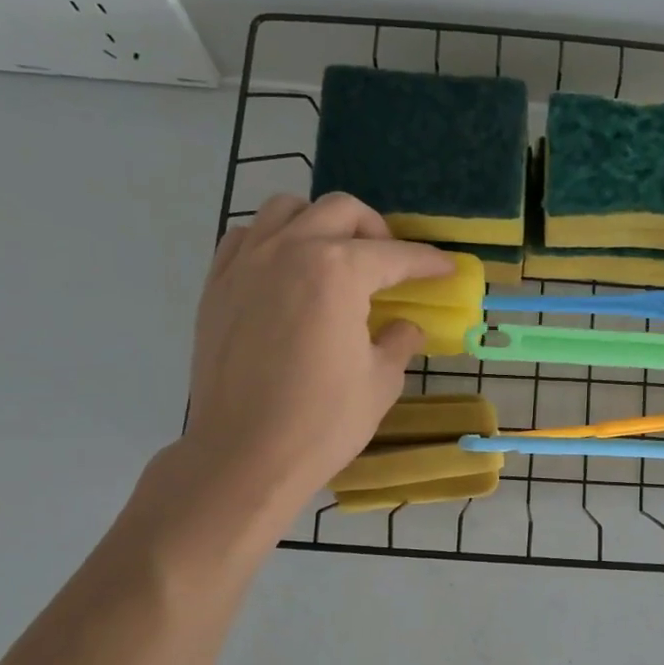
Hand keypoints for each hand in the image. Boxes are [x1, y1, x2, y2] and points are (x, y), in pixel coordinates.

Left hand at [175, 193, 450, 521]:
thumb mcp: (380, 382)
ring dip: (321, 224)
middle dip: (376, 231)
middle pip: (341, 212)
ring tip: (335, 257)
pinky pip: (248, 236)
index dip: (428, 261)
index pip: (395, 255)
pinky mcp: (217, 284)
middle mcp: (290, 250)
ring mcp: (247, 263)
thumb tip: (405, 327)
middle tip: (391, 264)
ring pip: (288, 209)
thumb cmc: (322, 422)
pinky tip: (287, 271)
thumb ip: (397, 342)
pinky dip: (275, 240)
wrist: (243, 456)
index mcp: (337, 272)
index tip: (446, 268)